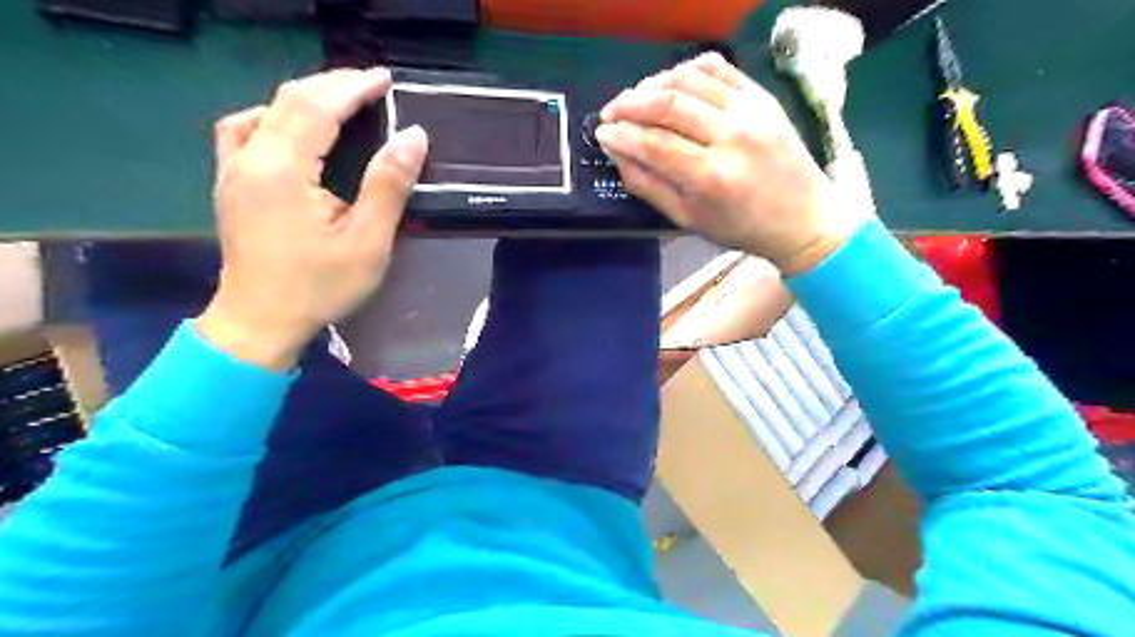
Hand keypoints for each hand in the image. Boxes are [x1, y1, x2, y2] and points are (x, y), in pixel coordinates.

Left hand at [197, 68, 426, 370]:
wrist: (260, 322)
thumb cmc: (319, 286)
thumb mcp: (367, 241)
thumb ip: (388, 185)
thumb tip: (413, 136)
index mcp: (283, 169)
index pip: (317, 107)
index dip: (353, 87)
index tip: (386, 79)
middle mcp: (250, 158)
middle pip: (288, 100)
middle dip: (332, 84)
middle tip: (372, 85)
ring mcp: (233, 169)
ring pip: (265, 110)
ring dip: (304, 96)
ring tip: (339, 100)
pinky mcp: (230, 183)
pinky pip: (245, 129)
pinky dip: (274, 115)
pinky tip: (291, 128)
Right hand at [597, 53, 865, 275]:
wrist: (803, 218)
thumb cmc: (740, 228)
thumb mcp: (687, 219)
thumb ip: (648, 186)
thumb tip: (617, 153)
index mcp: (711, 177)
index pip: (653, 143)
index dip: (621, 134)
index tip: (601, 132)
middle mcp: (732, 137)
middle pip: (667, 104)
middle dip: (629, 103)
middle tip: (610, 112)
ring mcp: (751, 111)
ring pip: (689, 78)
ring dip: (654, 83)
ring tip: (637, 98)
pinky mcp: (763, 97)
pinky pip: (718, 68)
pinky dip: (687, 70)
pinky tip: (672, 84)